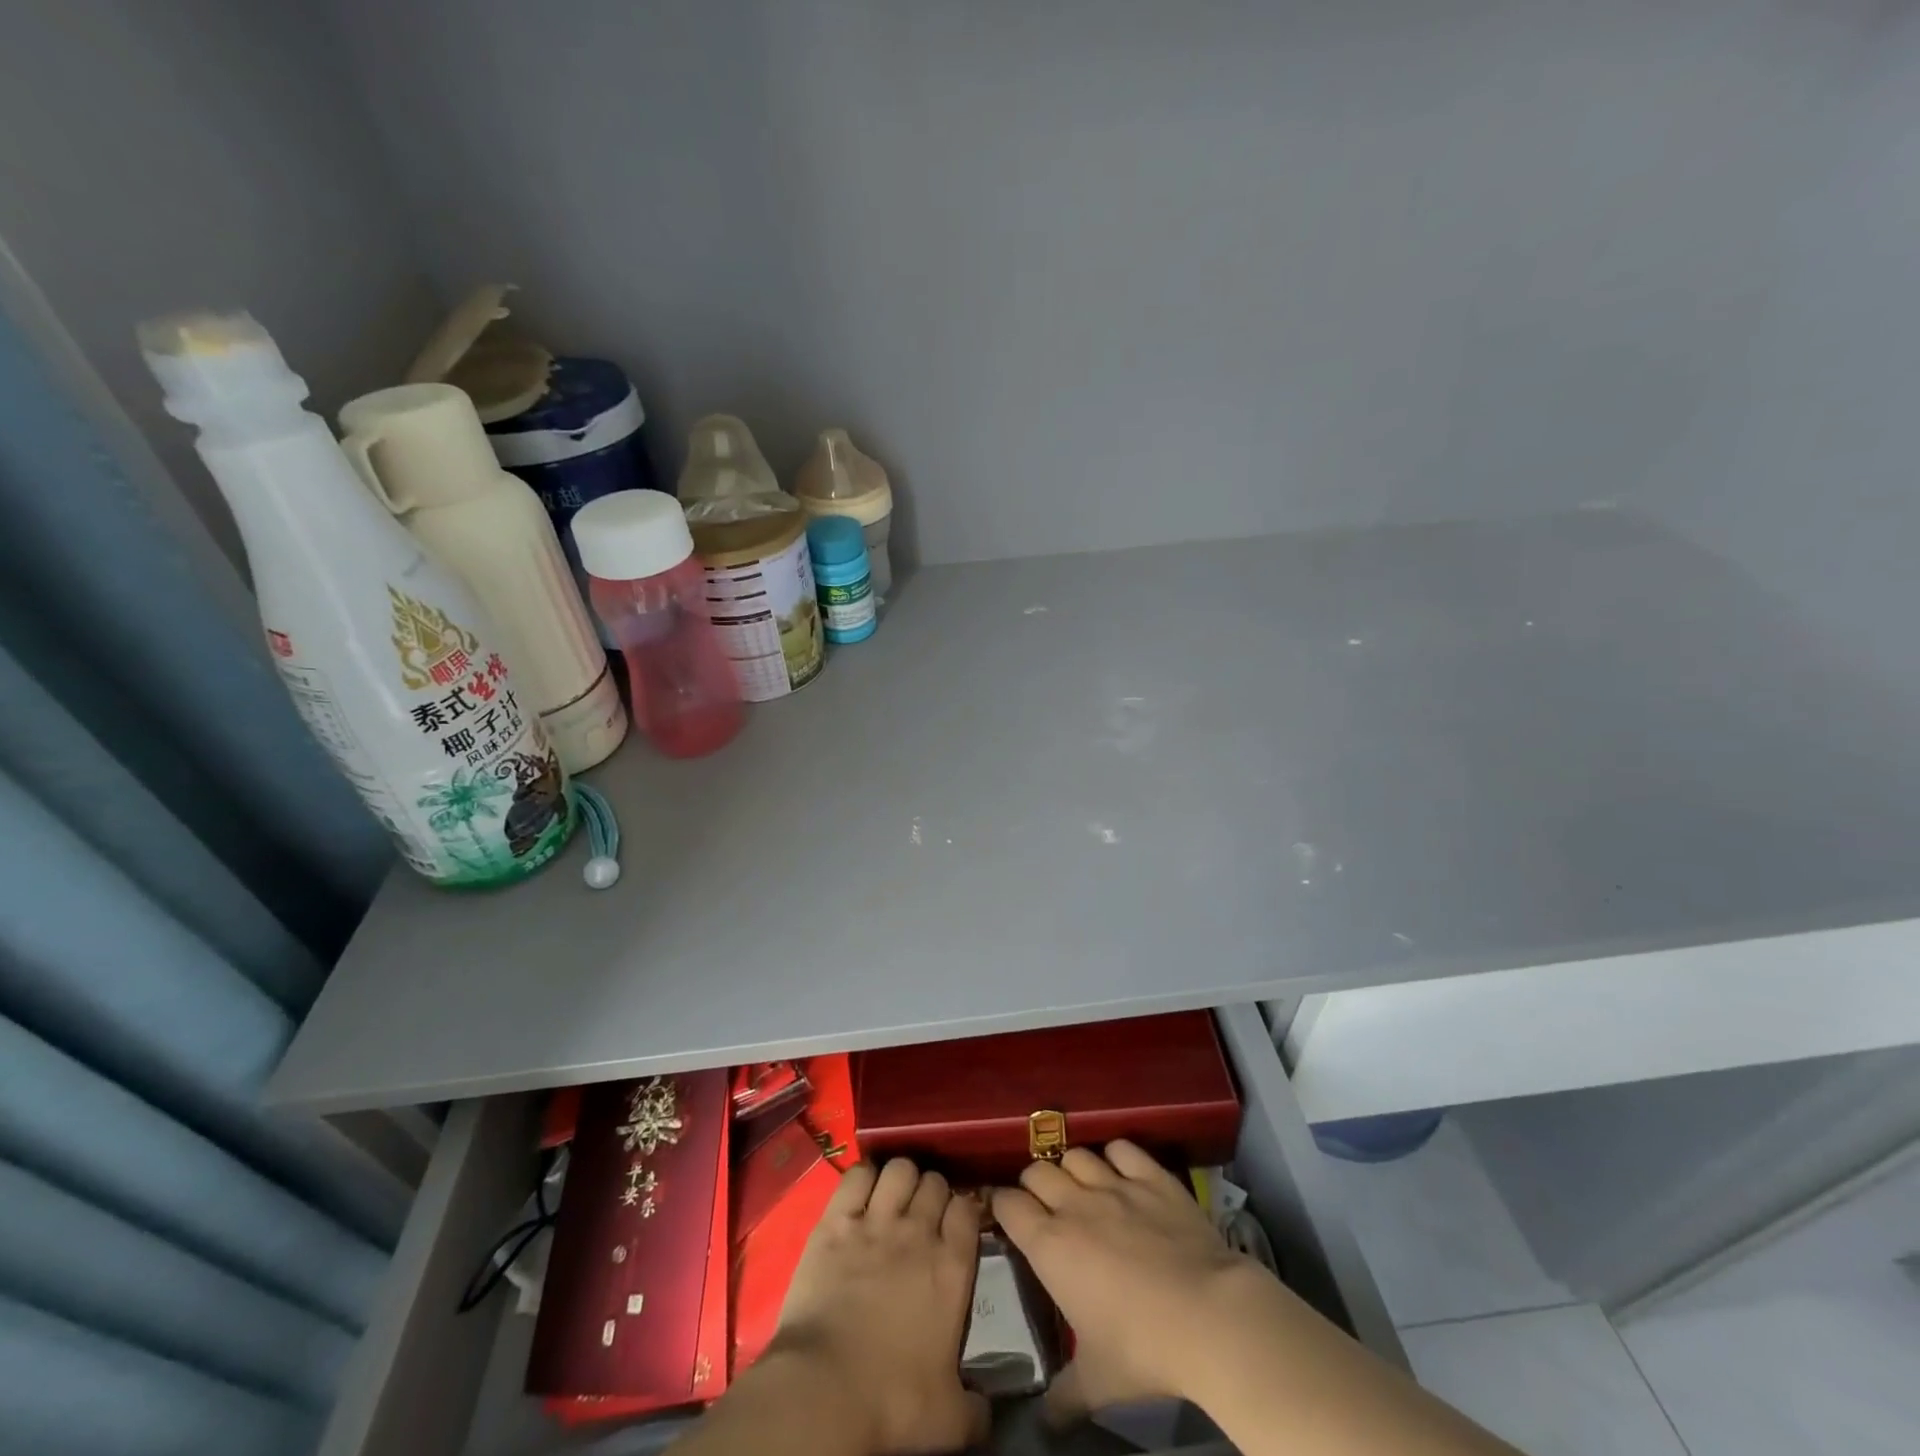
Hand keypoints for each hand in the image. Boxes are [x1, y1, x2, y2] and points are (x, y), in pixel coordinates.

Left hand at [769, 1158, 987, 1454]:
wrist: (824, 1393)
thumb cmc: (892, 1403)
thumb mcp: (949, 1419)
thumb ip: (977, 1408)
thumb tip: (988, 1410)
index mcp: (952, 1266)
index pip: (967, 1208)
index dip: (963, 1210)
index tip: (957, 1224)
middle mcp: (918, 1231)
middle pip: (934, 1181)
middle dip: (932, 1192)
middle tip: (922, 1216)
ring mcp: (875, 1220)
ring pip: (900, 1168)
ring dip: (901, 1178)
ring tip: (894, 1198)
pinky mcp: (836, 1220)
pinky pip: (857, 1175)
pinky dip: (863, 1176)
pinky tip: (862, 1191)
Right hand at [992, 1142, 1263, 1423]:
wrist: (1209, 1316)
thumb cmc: (1142, 1349)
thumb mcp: (1096, 1383)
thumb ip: (1063, 1396)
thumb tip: (1042, 1422)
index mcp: (1050, 1245)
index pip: (1007, 1204)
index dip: (1002, 1206)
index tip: (1006, 1216)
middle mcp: (1074, 1204)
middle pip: (1037, 1170)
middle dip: (1034, 1184)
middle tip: (1044, 1205)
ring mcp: (1114, 1184)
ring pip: (1076, 1154)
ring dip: (1072, 1167)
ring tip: (1080, 1186)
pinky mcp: (1151, 1176)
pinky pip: (1122, 1148)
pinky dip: (1116, 1156)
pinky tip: (1122, 1172)